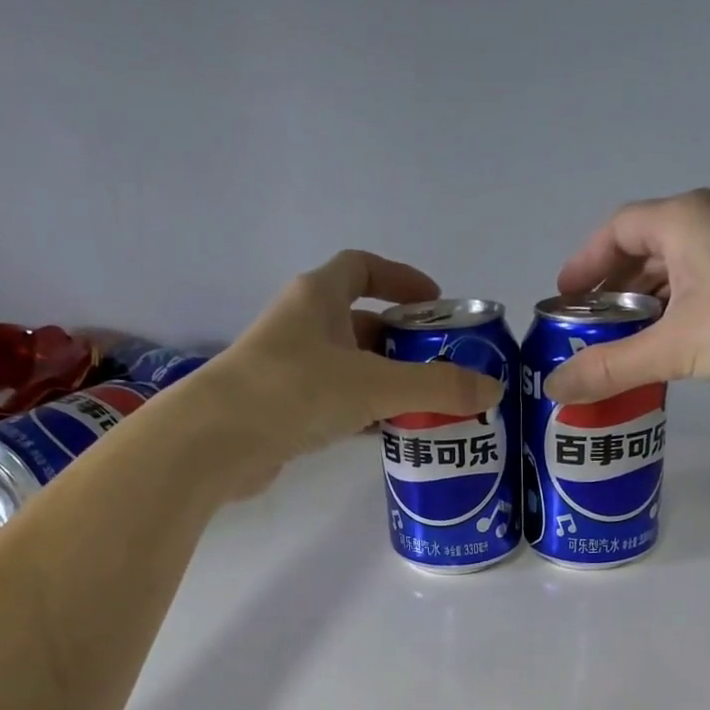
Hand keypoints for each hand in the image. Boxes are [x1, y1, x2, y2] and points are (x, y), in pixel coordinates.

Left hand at [185, 249, 502, 494]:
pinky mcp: (285, 410)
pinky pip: (336, 403)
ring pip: (350, 368)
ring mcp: (290, 369)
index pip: (362, 268)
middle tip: (443, 367)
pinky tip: (390, 434)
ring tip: (429, 406)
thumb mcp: (374, 385)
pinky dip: (365, 414)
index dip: (401, 279)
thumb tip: (491, 389)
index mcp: (318, 297)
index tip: (436, 303)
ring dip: (387, 383)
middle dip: (403, 342)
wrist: (218, 441)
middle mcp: (302, 326)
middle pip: (362, 323)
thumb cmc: (295, 391)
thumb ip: (436, 387)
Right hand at [544, 188, 709, 403]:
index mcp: (683, 220)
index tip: (562, 301)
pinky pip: (702, 296)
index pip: (617, 229)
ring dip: (644, 311)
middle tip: (587, 336)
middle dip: (611, 293)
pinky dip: (676, 321)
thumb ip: (612, 368)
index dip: (584, 263)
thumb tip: (554, 387)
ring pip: (675, 277)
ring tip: (621, 353)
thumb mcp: (675, 346)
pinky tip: (670, 356)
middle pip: (644, 252)